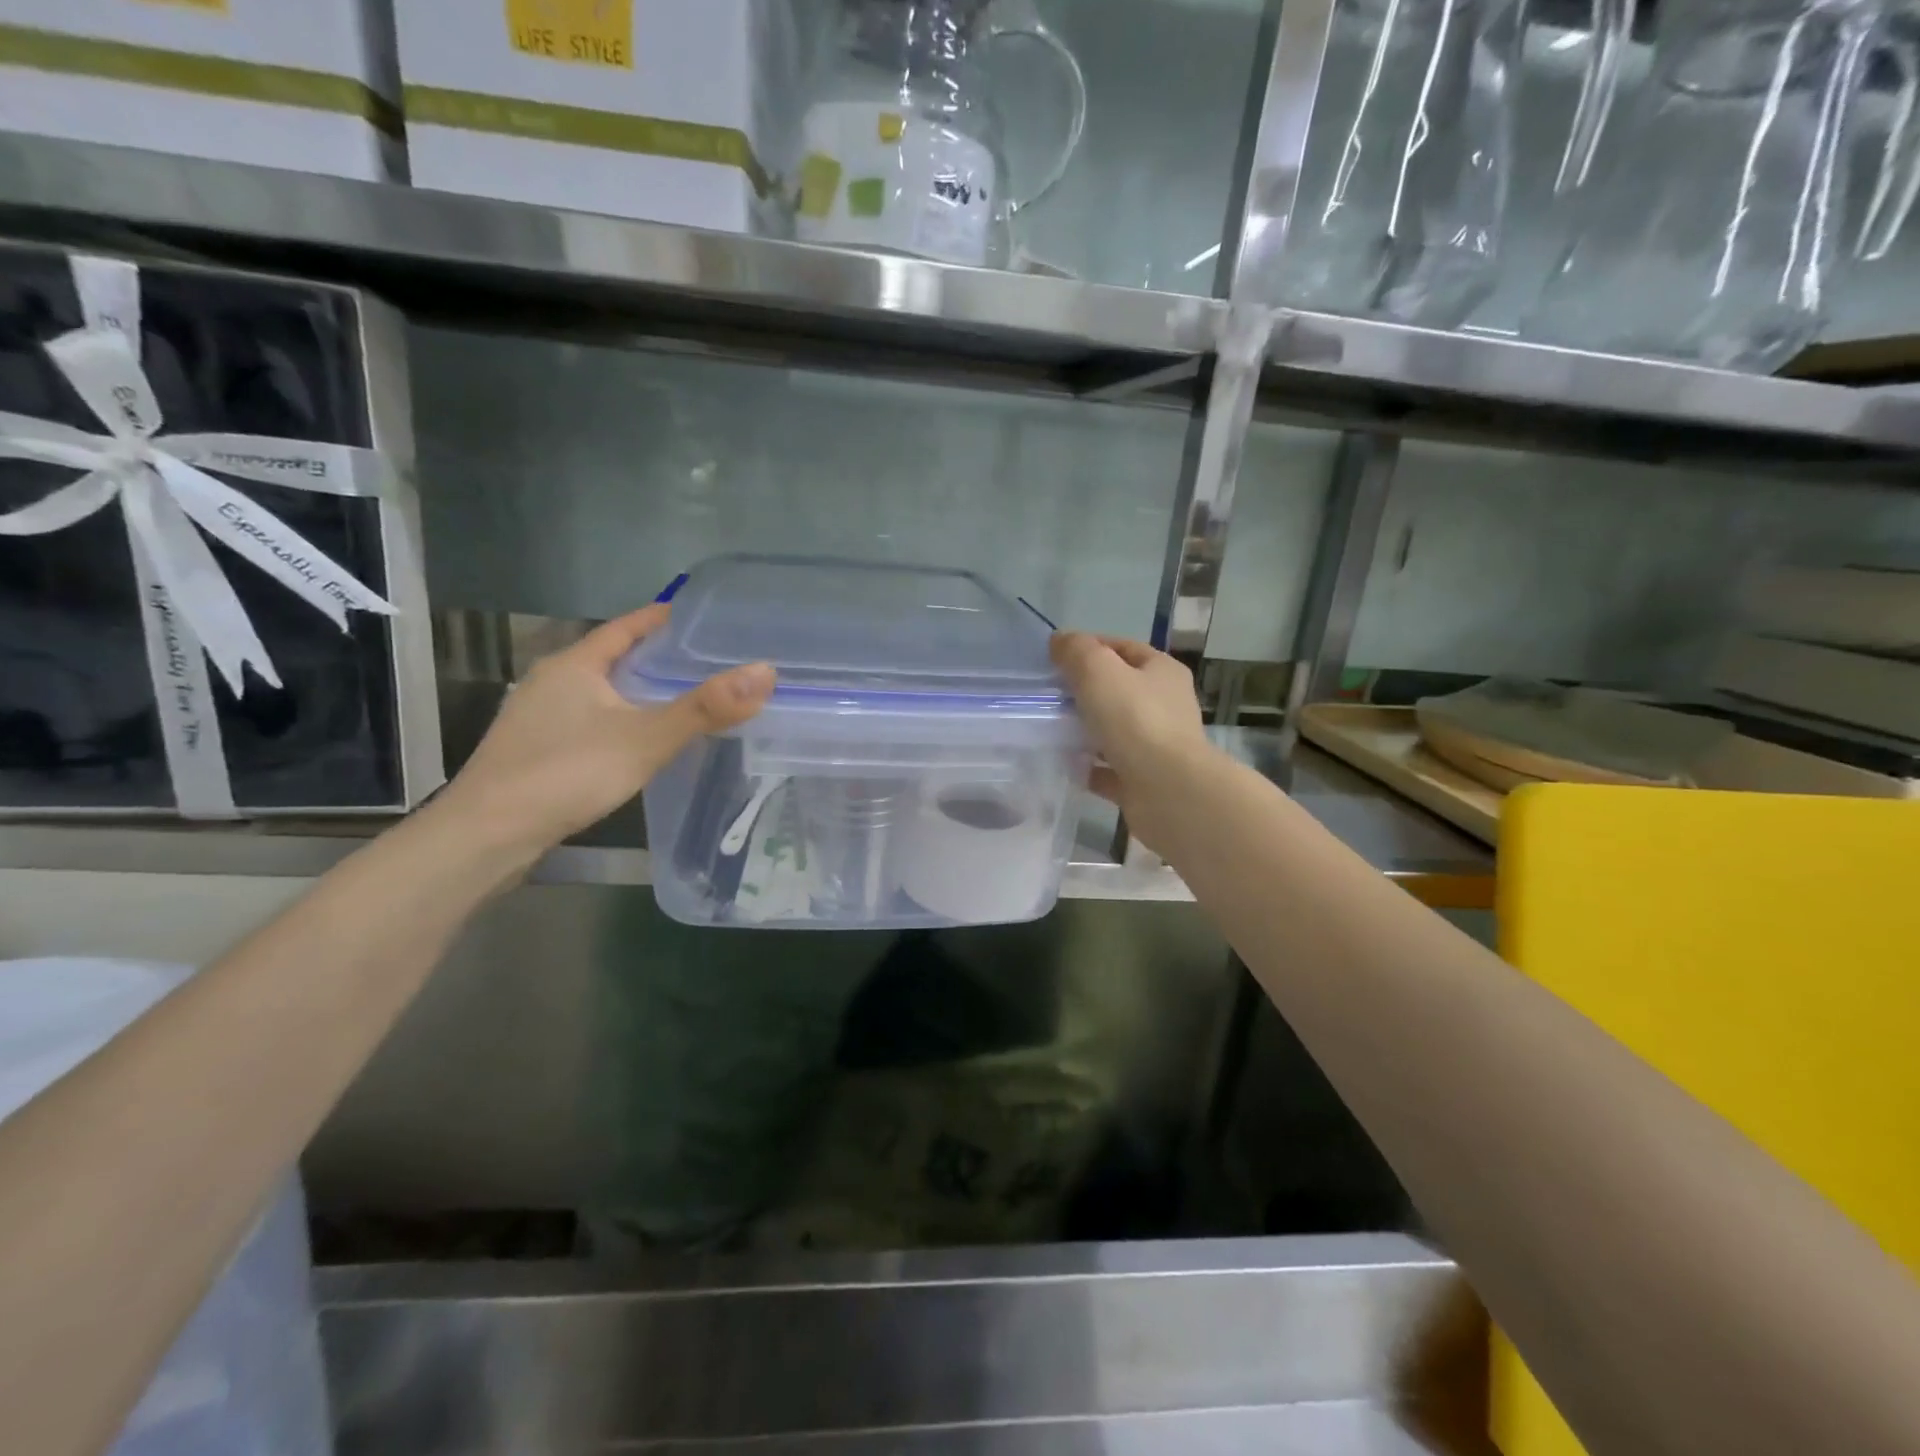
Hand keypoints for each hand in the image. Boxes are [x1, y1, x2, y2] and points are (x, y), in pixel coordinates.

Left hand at [439, 605, 773, 857]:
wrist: (488, 835)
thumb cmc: (566, 773)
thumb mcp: (646, 738)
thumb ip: (705, 708)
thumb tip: (766, 672)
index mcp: (575, 664)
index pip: (625, 626)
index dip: (661, 618)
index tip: (700, 616)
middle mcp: (552, 681)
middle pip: (612, 657)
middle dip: (655, 656)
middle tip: (706, 659)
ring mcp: (539, 717)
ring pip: (600, 691)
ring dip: (637, 690)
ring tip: (683, 698)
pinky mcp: (535, 750)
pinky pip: (589, 720)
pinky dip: (620, 719)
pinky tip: (640, 740)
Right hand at [1050, 631, 1211, 852]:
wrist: (1167, 791)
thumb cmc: (1135, 720)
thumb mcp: (1099, 671)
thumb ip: (1077, 651)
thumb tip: (1060, 641)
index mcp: (1162, 672)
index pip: (1123, 648)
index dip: (1090, 647)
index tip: (1055, 657)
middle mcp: (1165, 706)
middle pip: (1119, 690)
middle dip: (1084, 691)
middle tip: (1048, 695)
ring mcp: (1156, 746)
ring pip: (1113, 731)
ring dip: (1085, 730)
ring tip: (1050, 729)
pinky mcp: (1144, 781)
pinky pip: (1109, 769)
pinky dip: (1088, 767)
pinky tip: (1064, 766)